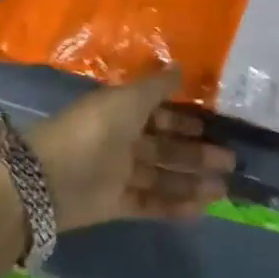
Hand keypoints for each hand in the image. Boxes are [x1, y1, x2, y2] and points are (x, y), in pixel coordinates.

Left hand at [28, 69, 233, 233]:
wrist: (49, 178)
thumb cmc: (93, 128)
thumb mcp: (129, 98)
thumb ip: (157, 86)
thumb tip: (182, 68)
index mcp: (122, 111)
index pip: (158, 114)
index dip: (183, 120)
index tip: (211, 125)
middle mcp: (122, 140)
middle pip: (165, 147)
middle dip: (196, 153)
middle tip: (229, 160)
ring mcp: (118, 174)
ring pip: (162, 176)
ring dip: (191, 181)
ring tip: (223, 188)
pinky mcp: (114, 204)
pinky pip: (150, 203)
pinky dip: (174, 206)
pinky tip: (200, 208)